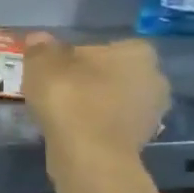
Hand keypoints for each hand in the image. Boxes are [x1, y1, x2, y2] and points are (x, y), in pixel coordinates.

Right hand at [23, 34, 169, 163]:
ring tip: (61, 112)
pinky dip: (96, 124)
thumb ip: (41, 48)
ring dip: (94, 103)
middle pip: (113, 72)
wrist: (90, 154)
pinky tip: (73, 130)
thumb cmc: (70, 98)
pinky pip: (114, 122)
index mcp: (137, 52)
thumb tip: (39, 38)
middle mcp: (155, 77)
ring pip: (115, 99)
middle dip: (90, 79)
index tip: (55, 70)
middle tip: (57, 90)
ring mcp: (153, 111)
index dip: (76, 56)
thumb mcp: (42, 65)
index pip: (105, 46)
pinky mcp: (143, 138)